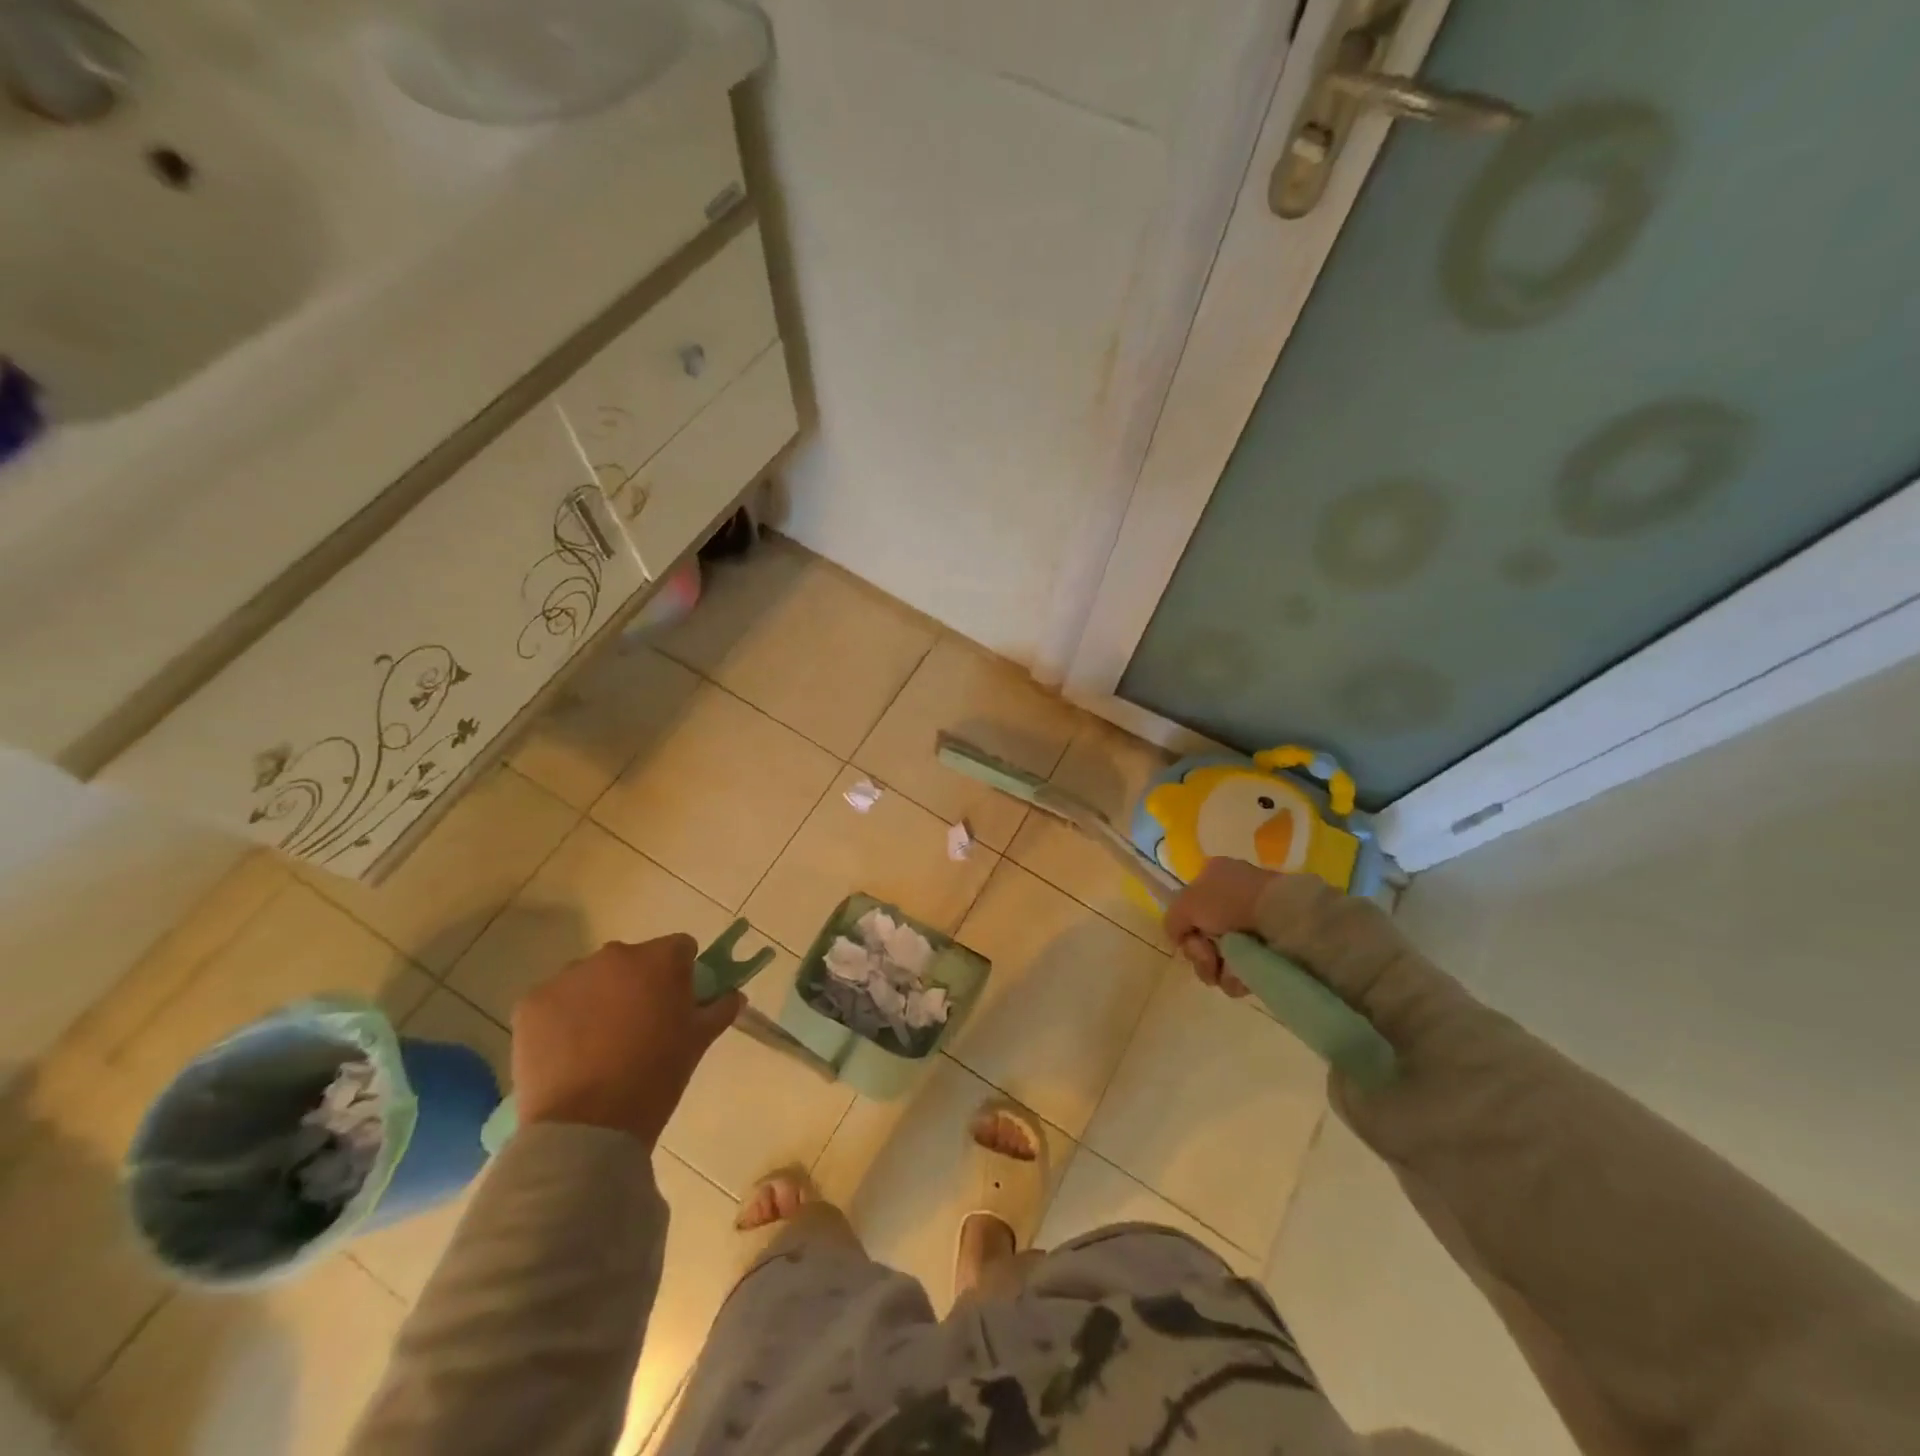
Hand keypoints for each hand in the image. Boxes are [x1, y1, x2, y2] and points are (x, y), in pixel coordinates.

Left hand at [512, 935, 741, 1147]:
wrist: (587, 1126)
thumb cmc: (655, 1077)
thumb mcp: (699, 1041)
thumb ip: (720, 1008)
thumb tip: (733, 995)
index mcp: (659, 959)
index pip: (680, 948)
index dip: (682, 973)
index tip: (677, 1003)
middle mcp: (613, 955)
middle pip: (632, 960)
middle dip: (637, 984)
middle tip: (639, 1027)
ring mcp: (568, 977)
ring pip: (592, 979)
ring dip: (599, 998)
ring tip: (599, 1045)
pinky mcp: (531, 1003)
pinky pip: (556, 1001)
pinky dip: (563, 1019)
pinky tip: (569, 1053)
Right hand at [1164, 857, 1279, 997]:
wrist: (1282, 918)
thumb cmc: (1229, 902)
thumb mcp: (1185, 903)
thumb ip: (1172, 920)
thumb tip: (1178, 937)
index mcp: (1214, 877)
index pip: (1189, 909)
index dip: (1186, 928)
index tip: (1189, 937)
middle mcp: (1233, 899)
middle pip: (1202, 937)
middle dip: (1199, 953)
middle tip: (1208, 956)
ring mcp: (1253, 925)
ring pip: (1220, 957)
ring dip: (1216, 969)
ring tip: (1227, 969)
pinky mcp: (1270, 951)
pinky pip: (1243, 970)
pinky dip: (1237, 977)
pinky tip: (1242, 975)